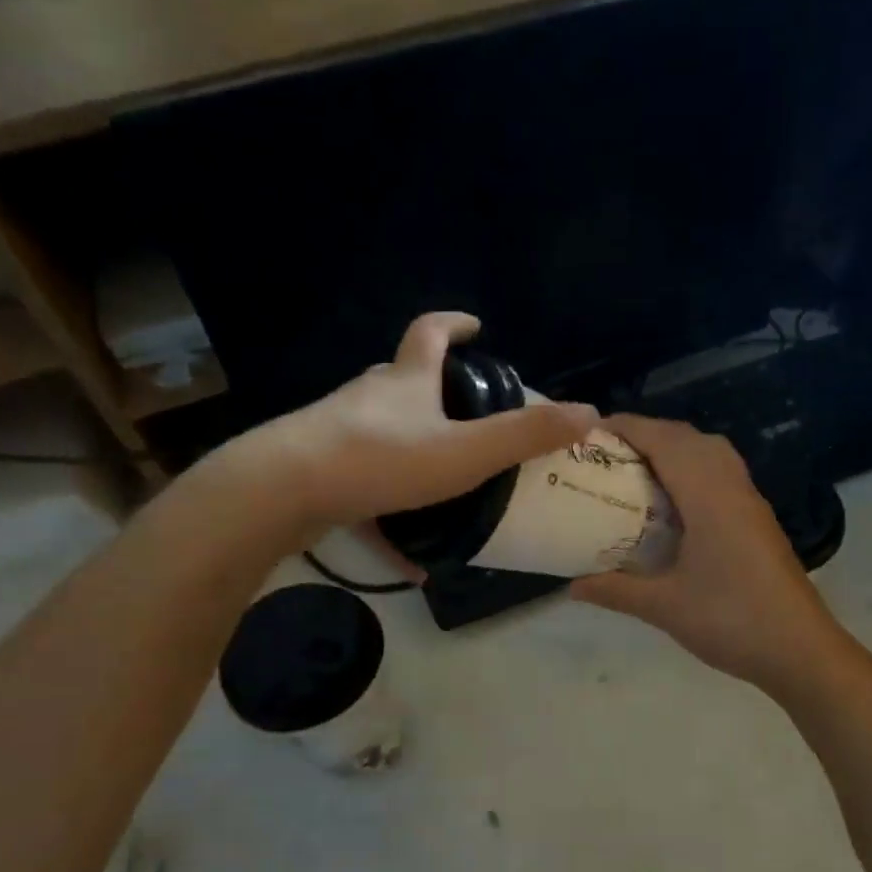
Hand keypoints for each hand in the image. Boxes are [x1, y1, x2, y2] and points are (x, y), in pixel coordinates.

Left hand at [247, 312, 596, 529]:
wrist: (283, 491)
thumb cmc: (382, 461)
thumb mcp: (465, 452)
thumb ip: (525, 436)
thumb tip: (589, 414)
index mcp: (406, 379)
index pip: (431, 332)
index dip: (454, 324)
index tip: (475, 326)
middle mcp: (370, 394)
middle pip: (401, 375)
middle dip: (432, 384)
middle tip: (464, 411)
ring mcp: (338, 428)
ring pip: (379, 424)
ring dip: (409, 439)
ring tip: (439, 475)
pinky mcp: (317, 464)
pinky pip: (361, 474)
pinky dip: (386, 496)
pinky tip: (402, 548)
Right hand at [571, 415, 846, 692]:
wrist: (800, 649)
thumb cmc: (730, 621)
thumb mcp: (664, 607)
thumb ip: (615, 590)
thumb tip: (571, 586)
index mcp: (708, 496)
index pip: (664, 441)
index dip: (628, 427)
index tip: (590, 431)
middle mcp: (731, 486)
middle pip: (688, 437)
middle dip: (647, 433)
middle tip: (607, 453)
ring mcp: (750, 501)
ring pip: (709, 452)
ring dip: (673, 448)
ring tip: (636, 469)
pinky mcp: (758, 519)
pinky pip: (721, 472)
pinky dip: (692, 467)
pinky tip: (673, 500)